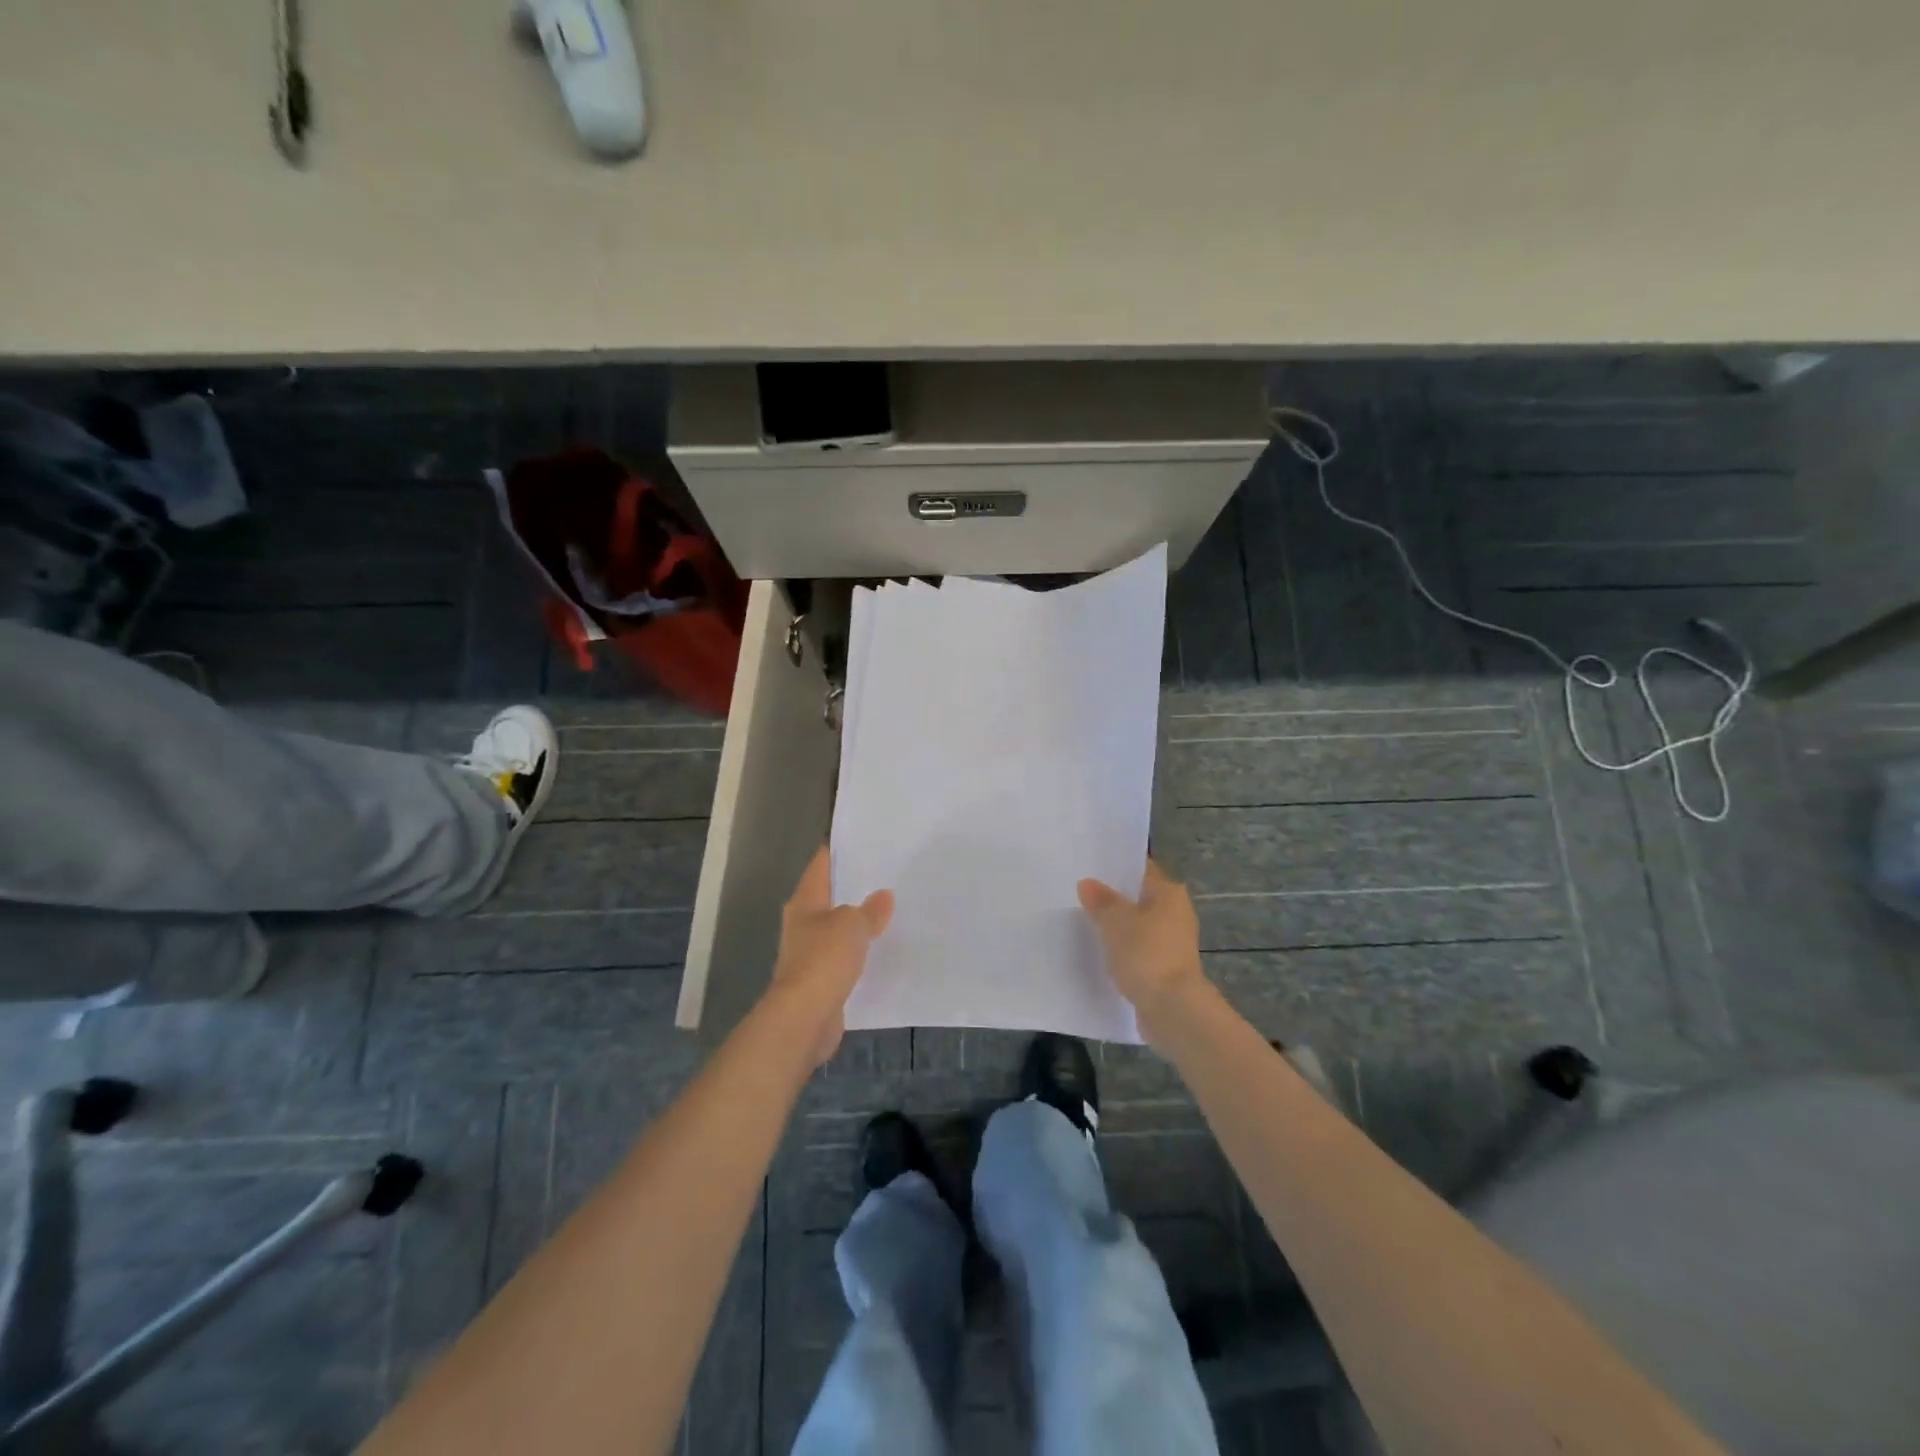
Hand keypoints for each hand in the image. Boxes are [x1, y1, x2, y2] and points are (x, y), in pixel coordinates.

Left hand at [771, 846, 893, 1067]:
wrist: (804, 1018)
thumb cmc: (823, 960)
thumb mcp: (852, 925)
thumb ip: (869, 910)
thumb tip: (883, 896)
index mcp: (804, 903)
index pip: (821, 865)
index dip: (838, 851)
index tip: (862, 840)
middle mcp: (803, 925)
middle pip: (829, 898)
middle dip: (853, 888)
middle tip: (886, 875)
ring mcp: (810, 955)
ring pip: (838, 930)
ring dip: (858, 923)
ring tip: (890, 911)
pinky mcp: (821, 982)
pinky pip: (845, 959)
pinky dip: (860, 954)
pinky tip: (882, 950)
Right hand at [1077, 858, 1206, 1035]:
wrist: (1172, 1009)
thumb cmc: (1146, 954)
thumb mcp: (1116, 922)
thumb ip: (1101, 901)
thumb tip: (1087, 883)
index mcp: (1169, 893)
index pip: (1140, 869)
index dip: (1116, 868)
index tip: (1089, 867)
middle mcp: (1176, 913)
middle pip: (1140, 898)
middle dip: (1114, 898)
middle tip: (1080, 894)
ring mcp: (1173, 942)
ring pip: (1139, 925)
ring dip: (1118, 926)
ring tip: (1085, 922)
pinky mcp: (1166, 968)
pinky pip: (1139, 949)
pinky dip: (1124, 949)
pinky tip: (1100, 951)